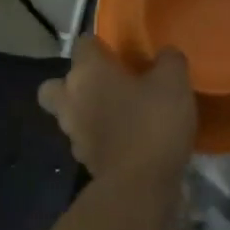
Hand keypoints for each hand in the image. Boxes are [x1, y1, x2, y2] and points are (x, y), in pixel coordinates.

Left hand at [38, 36, 195, 185]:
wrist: (139, 185)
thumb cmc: (152, 122)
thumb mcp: (174, 82)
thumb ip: (169, 60)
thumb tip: (165, 54)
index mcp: (88, 72)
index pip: (83, 44)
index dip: (100, 45)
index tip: (121, 51)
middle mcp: (71, 99)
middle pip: (56, 85)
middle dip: (74, 82)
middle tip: (105, 84)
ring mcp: (73, 133)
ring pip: (69, 114)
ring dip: (86, 111)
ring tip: (120, 112)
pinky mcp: (84, 160)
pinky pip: (86, 139)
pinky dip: (99, 136)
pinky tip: (126, 138)